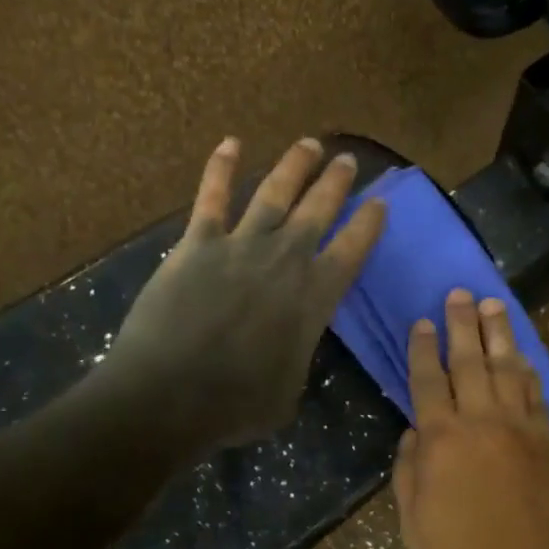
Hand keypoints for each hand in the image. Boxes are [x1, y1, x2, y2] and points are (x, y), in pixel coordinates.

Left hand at [103, 137, 385, 451]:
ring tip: (309, 144)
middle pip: (319, 210)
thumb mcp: (289, 392)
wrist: (168, 396)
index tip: (380, 202)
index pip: (352, 249)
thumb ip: (298, 356)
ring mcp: (240, 245)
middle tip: (347, 159)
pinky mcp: (197, 243)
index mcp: (314, 298)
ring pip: (275, 193)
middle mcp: (285, 260)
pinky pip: (212, 197)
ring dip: (294, 166)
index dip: (369, 223)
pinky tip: (230, 143)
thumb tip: (292, 345)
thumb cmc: (235, 405)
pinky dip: (221, 168)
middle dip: (336, 182)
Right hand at [393, 289, 548, 548]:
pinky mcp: (548, 440)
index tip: (421, 321)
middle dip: (461, 324)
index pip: (427, 382)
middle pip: (469, 361)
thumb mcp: (416, 528)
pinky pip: (535, 394)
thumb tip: (413, 433)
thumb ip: (409, 475)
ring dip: (499, 334)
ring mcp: (520, 427)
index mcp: (443, 441)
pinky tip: (523, 356)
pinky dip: (528, 371)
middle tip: (459, 293)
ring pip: (506, 368)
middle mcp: (481, 421)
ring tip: (493, 305)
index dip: (421, 350)